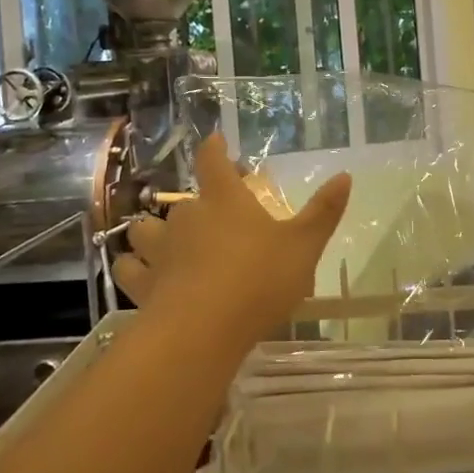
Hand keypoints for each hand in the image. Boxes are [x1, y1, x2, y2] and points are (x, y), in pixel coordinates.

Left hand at [113, 135, 351, 343]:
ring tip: (164, 241)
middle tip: (212, 215)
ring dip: (152, 232)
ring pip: (145, 230)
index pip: (213, 161)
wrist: (202, 331)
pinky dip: (133, 266)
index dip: (214, 149)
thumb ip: (324, 212)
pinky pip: (128, 267)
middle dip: (195, 204)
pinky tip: (142, 274)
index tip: (215, 141)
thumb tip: (345, 175)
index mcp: (225, 200)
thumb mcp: (304, 246)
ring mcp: (160, 250)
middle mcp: (187, 217)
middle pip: (183, 200)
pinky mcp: (142, 284)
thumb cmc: (258, 280)